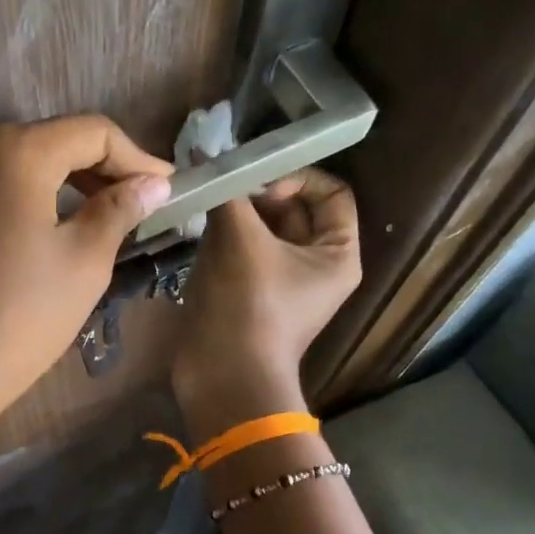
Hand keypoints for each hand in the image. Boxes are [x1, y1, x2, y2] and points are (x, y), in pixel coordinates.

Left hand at [0, 116, 172, 452]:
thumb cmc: (18, 317)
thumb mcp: (84, 263)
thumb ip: (119, 210)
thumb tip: (151, 184)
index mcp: (16, 153)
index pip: (92, 132)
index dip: (137, 156)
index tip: (167, 189)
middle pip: (52, 143)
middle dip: (102, 169)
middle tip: (139, 206)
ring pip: (20, 169)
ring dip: (66, 187)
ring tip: (100, 222)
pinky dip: (29, 204)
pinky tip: (47, 239)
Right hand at [172, 169, 361, 434]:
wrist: (224, 378)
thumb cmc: (248, 306)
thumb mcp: (240, 240)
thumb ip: (227, 192)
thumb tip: (205, 156)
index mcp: (337, 253)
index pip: (332, 192)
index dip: (299, 176)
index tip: (260, 183)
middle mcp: (315, 264)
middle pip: (294, 208)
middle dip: (258, 192)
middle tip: (223, 184)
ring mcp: (281, 281)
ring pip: (263, 228)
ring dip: (236, 212)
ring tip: (207, 200)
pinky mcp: (250, 293)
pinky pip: (242, 250)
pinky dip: (223, 235)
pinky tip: (197, 225)